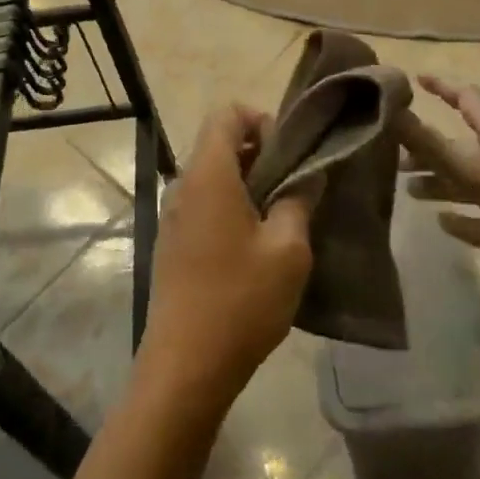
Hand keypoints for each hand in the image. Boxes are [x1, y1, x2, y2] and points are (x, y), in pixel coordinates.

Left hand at [135, 104, 312, 421]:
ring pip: (213, 176)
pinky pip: (203, 205)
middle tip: (294, 190)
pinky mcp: (172, 242)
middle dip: (259, 155)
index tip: (288, 156)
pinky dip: (230, 208)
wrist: (184, 365)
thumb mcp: (288, 250)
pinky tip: (254, 248)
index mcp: (209, 174)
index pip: (227, 113)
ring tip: (281, 221)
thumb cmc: (240, 300)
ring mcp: (173, 215)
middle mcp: (184, 184)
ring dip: (247, 185)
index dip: (261, 120)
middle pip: (219, 143)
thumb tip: (307, 175)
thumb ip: (298, 201)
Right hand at [397, 75, 479, 326]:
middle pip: (458, 145)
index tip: (411, 78)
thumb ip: (434, 144)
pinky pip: (477, 222)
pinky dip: (458, 220)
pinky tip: (439, 222)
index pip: (466, 99)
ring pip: (463, 183)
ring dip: (436, 181)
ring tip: (405, 188)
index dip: (441, 86)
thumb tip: (392, 109)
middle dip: (426, 144)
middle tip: (389, 151)